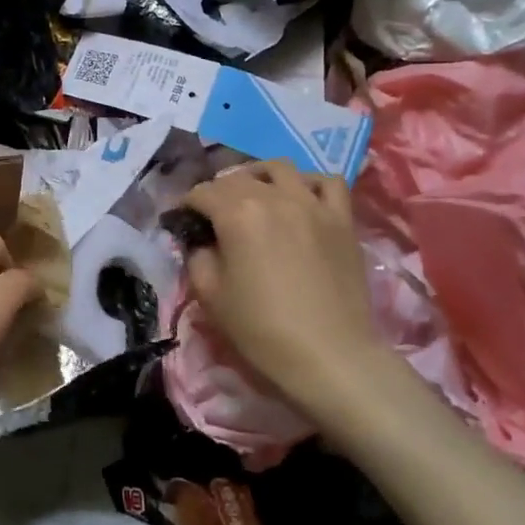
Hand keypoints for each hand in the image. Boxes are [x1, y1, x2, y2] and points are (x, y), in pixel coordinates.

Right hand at [180, 161, 387, 415]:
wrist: (329, 356)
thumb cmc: (262, 329)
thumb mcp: (211, 296)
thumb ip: (198, 257)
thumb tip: (202, 242)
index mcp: (237, 213)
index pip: (202, 193)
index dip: (186, 205)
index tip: (181, 222)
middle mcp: (274, 197)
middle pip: (237, 178)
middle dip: (218, 191)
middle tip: (213, 215)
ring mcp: (312, 204)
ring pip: (280, 168)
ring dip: (259, 177)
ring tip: (255, 196)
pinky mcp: (342, 219)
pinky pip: (327, 182)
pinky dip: (308, 183)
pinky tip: (301, 199)